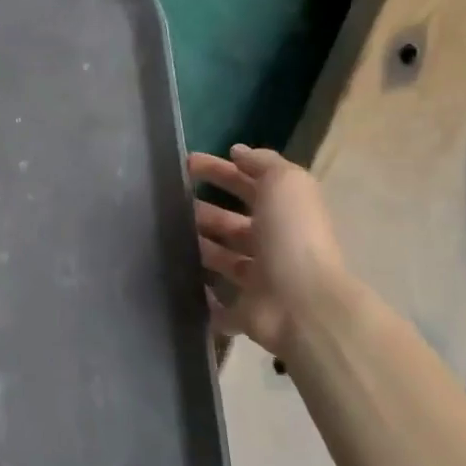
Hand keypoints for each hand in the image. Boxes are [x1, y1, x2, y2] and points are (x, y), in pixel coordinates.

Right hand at [189, 145, 350, 361]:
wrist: (302, 305)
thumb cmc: (291, 238)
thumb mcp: (285, 184)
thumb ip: (263, 163)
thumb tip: (238, 152)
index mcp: (284, 214)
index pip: (248, 184)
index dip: (220, 171)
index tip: (186, 164)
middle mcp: (273, 245)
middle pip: (233, 223)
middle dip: (204, 211)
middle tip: (170, 203)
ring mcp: (259, 281)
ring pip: (223, 259)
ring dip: (199, 247)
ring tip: (164, 237)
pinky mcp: (244, 313)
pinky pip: (218, 303)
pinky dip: (202, 295)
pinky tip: (176, 280)